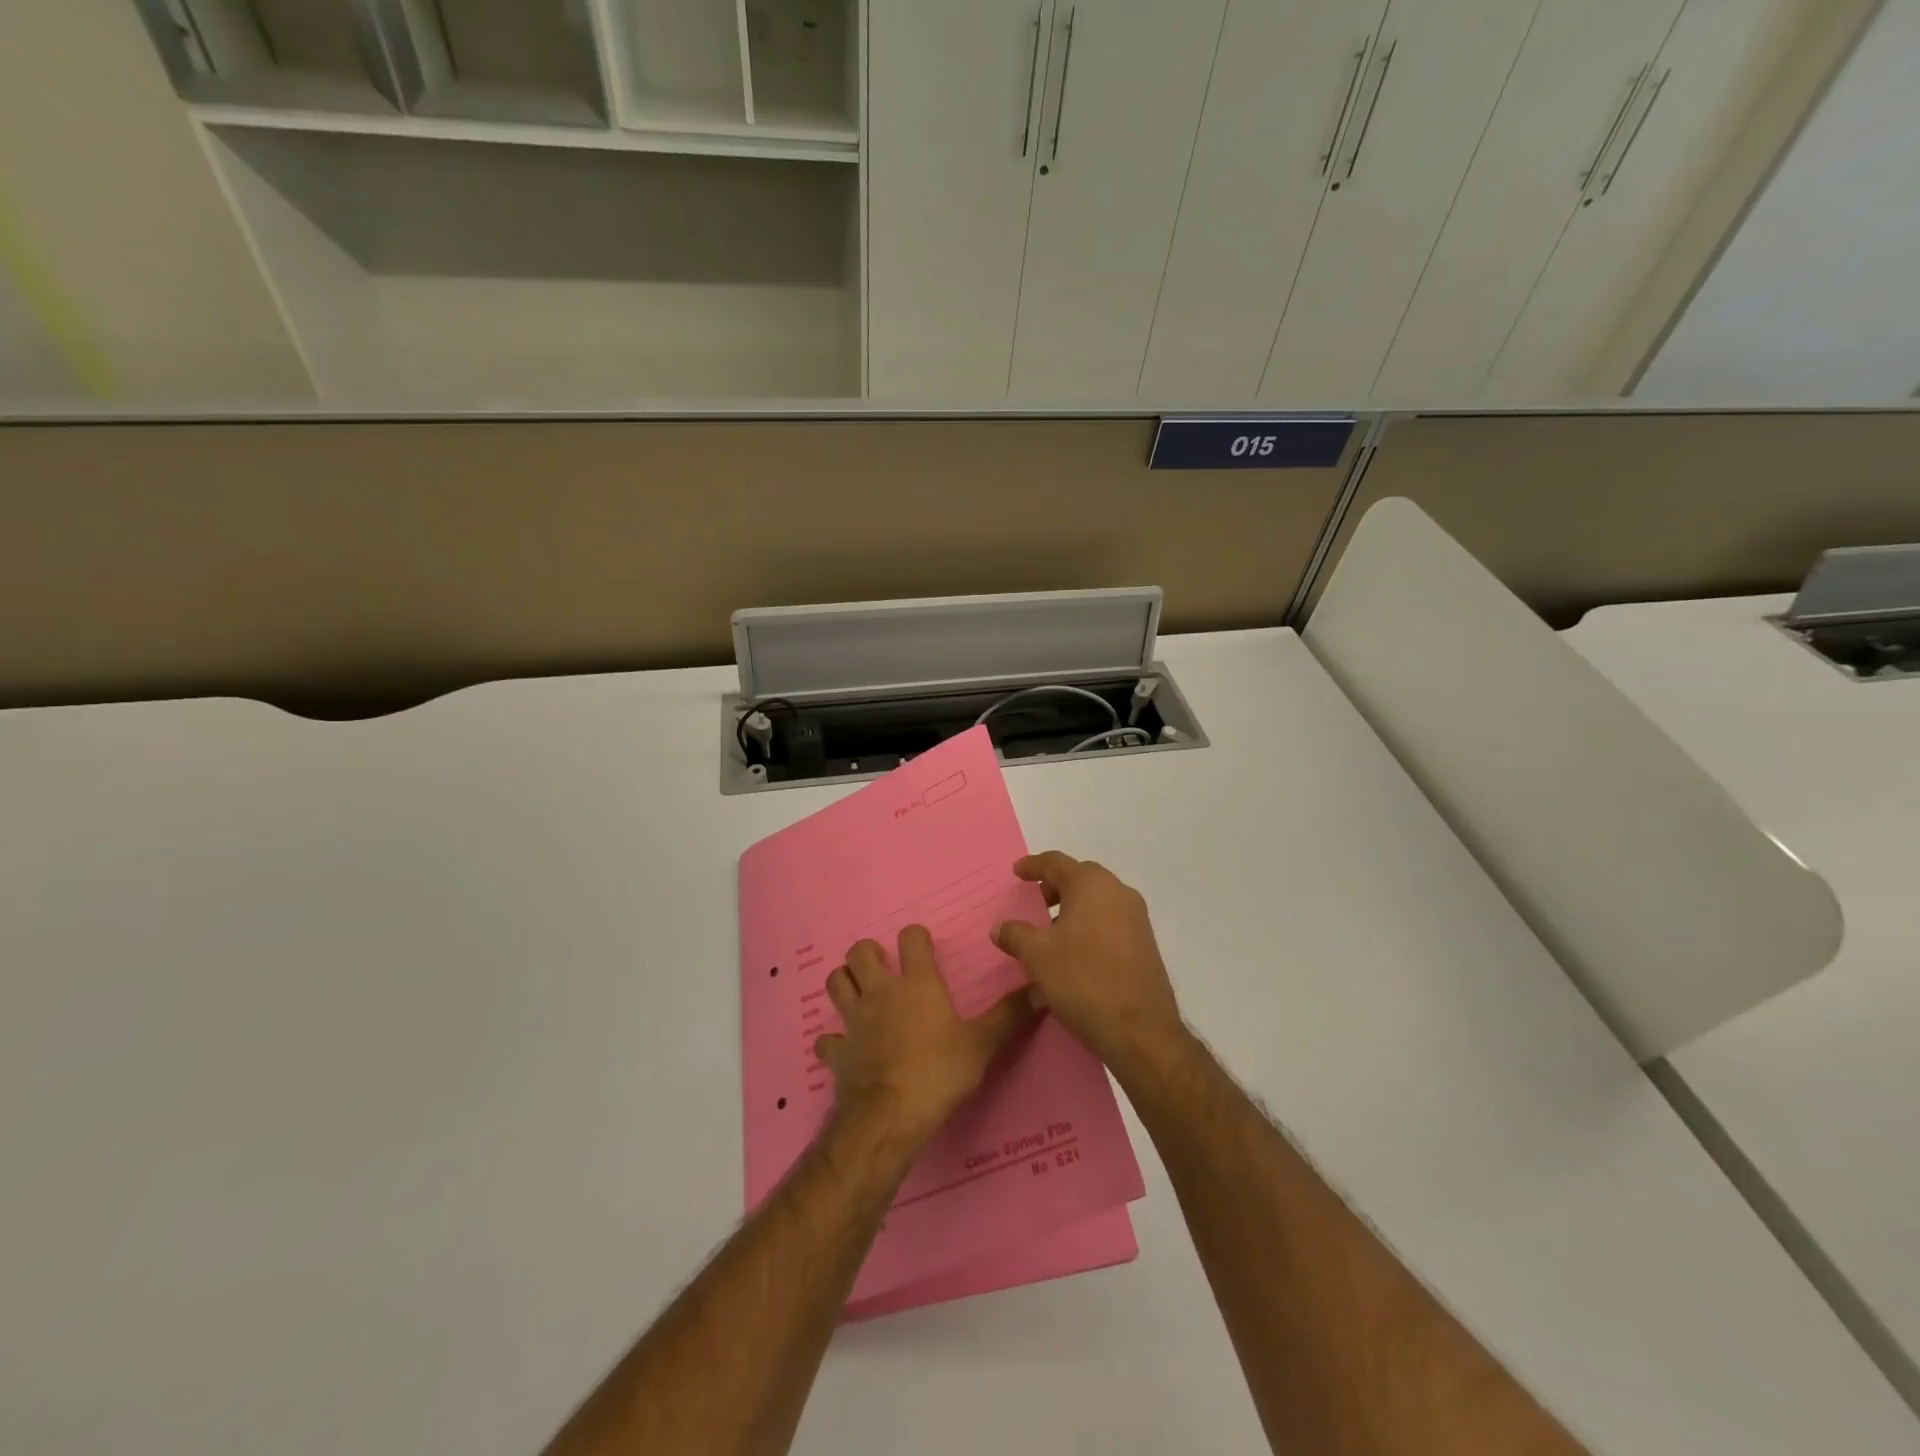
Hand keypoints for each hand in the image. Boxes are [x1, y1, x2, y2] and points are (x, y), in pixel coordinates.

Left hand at [814, 926, 1034, 1147]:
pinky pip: (826, 1040)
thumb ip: (1009, 1016)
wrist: (890, 1116)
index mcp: (916, 984)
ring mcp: (854, 1021)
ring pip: (835, 983)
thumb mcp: (982, 1044)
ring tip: (859, 991)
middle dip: (868, 953)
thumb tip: (1040, 989)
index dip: (916, 937)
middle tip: (884, 967)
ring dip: (845, 982)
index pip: (911, 939)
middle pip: (860, 952)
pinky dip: (833, 1040)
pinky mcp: (837, 1052)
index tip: (923, 947)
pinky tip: (844, 1047)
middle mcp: (881, 992)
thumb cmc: (939, 1072)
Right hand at [992, 852, 1184, 1073]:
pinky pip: (1110, 922)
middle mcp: (1118, 892)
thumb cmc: (1083, 980)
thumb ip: (1015, 935)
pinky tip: (1072, 954)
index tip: (1017, 872)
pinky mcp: (1145, 943)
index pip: (1056, 862)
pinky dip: (1088, 927)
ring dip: (1071, 910)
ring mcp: (1136, 918)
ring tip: (1049, 933)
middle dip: (1054, 887)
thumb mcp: (1037, 956)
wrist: (1140, 1030)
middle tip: (1032, 902)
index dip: (1033, 866)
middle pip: (1080, 878)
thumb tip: (1000, 927)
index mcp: (1091, 884)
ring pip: (1096, 902)